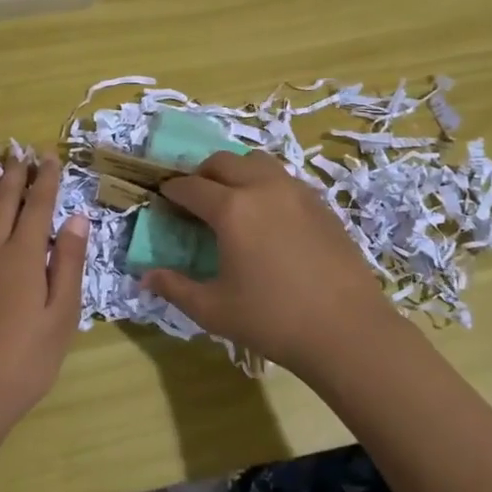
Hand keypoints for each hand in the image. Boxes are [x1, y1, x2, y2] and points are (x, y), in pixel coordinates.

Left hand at [0, 154, 88, 491]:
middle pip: (1, 202)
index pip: (37, 206)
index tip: (50, 156)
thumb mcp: (61, 315)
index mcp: (22, 256)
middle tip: (21, 152)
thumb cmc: (25, 360)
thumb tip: (76, 219)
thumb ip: (68, 264)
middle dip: (14, 175)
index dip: (45, 180)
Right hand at [142, 151, 397, 380]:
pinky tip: (267, 215)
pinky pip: (284, 178)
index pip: (191, 187)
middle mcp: (263, 188)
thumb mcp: (213, 310)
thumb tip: (145, 277)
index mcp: (232, 209)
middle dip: (202, 174)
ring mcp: (297, 192)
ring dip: (236, 171)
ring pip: (258, 162)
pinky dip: (265, 184)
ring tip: (231, 198)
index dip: (172, 190)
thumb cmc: (272, 320)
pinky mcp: (321, 204)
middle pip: (223, 162)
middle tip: (194, 197)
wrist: (347, 330)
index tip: (163, 198)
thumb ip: (175, 288)